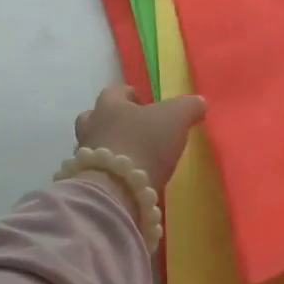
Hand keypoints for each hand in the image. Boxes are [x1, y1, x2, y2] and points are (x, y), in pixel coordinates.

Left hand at [73, 85, 206, 192]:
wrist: (116, 191)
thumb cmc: (144, 143)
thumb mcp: (176, 118)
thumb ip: (189, 107)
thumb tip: (199, 103)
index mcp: (109, 105)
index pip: (116, 92)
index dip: (131, 96)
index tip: (146, 105)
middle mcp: (91, 126)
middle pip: (96, 118)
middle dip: (113, 122)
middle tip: (136, 132)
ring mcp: (84, 156)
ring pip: (95, 146)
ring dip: (111, 150)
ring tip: (135, 160)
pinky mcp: (88, 183)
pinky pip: (98, 172)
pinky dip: (111, 174)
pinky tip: (128, 182)